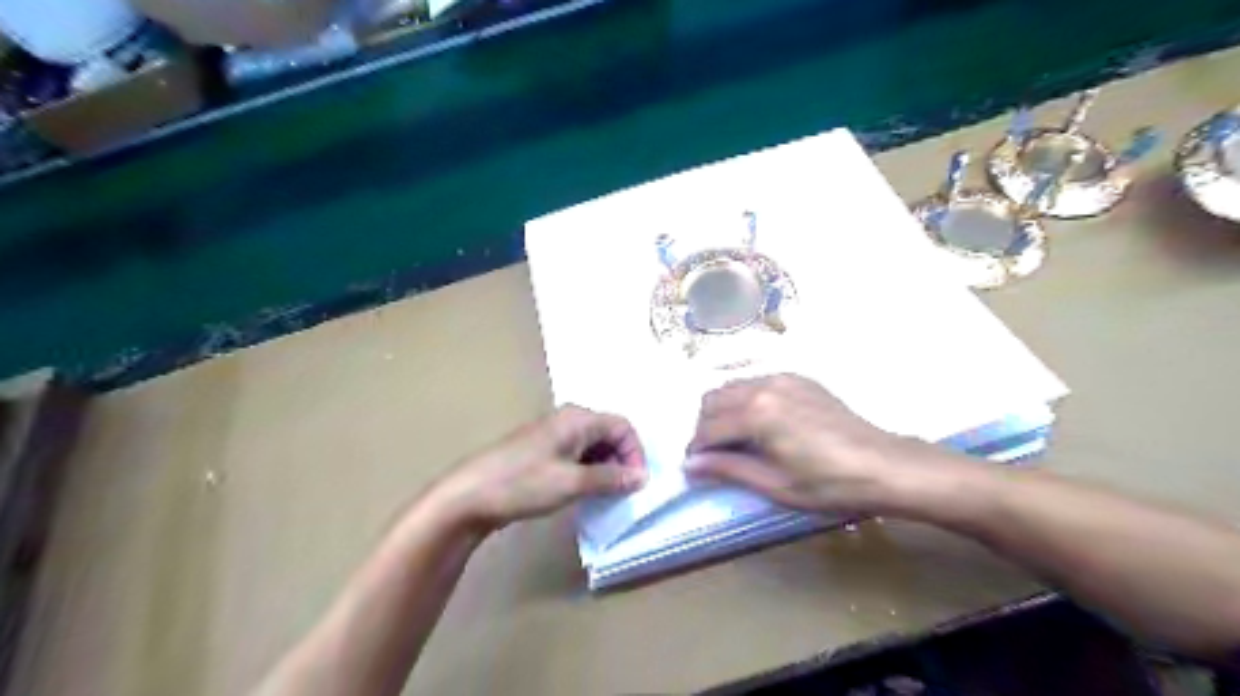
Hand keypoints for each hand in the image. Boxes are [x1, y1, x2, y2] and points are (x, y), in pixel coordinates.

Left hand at [431, 402, 649, 532]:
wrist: (470, 495)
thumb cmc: (523, 483)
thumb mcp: (572, 483)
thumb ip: (611, 478)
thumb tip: (642, 477)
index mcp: (578, 418)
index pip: (622, 427)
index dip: (635, 453)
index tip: (636, 483)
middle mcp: (568, 420)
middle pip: (609, 434)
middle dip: (621, 461)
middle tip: (623, 491)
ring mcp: (553, 435)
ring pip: (593, 446)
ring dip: (605, 468)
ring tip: (605, 495)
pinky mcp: (542, 451)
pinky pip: (577, 455)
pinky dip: (588, 471)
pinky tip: (585, 492)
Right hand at [684, 374, 951, 515]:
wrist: (883, 466)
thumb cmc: (828, 484)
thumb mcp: (775, 484)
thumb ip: (729, 468)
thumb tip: (690, 466)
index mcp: (756, 414)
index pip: (709, 428)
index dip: (696, 450)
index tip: (694, 467)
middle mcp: (763, 387)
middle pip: (713, 400)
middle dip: (706, 427)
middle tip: (715, 454)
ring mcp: (782, 378)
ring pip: (732, 387)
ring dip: (723, 411)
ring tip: (736, 439)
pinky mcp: (798, 379)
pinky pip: (756, 382)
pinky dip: (746, 399)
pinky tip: (761, 423)